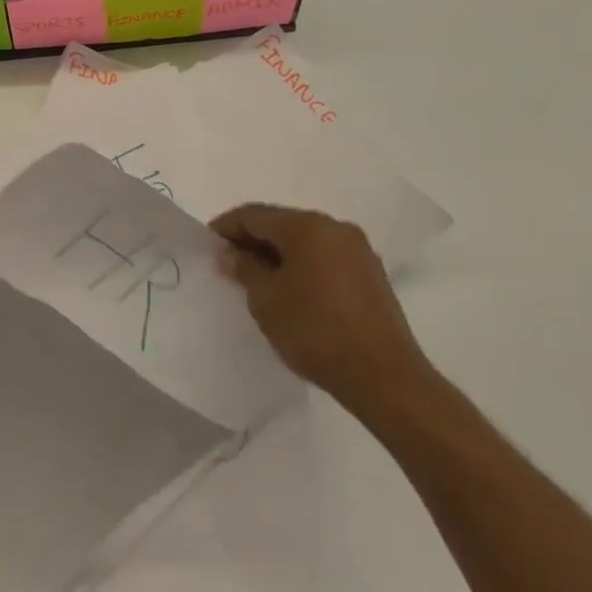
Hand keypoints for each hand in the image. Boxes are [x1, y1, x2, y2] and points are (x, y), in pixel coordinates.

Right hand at [211, 203, 433, 427]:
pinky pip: (324, 258)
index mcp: (308, 226)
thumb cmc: (315, 331)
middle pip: (282, 224)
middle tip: (228, 263)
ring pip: (305, 241)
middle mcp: (335, 228)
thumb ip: (245, 269)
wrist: (384, 377)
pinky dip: (301, 266)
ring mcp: (358, 250)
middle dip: (252, 240)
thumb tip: (231, 253)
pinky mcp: (370, 274)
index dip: (227, 227)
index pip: (255, 215)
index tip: (207, 245)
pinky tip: (289, 290)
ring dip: (277, 254)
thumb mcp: (266, 300)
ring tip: (255, 279)